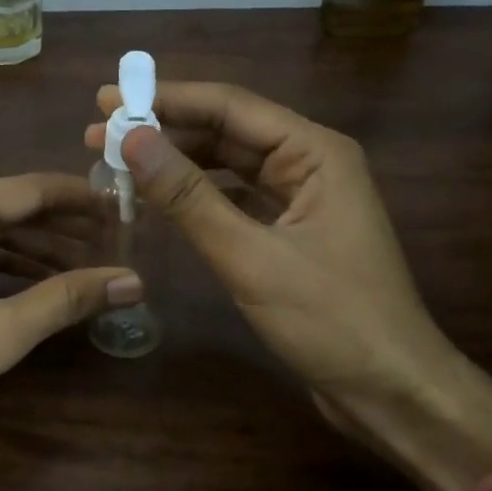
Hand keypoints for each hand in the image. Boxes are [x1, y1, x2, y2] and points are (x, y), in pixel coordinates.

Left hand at [0, 175, 138, 490]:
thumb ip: (65, 300)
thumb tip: (134, 280)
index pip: (34, 189)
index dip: (85, 201)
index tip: (130, 212)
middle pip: (14, 209)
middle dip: (65, 231)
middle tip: (119, 249)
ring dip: (38, 252)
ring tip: (90, 271)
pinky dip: (4, 268)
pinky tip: (37, 289)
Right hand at [85, 81, 491, 490]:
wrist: (391, 391)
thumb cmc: (332, 321)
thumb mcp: (251, 257)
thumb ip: (189, 197)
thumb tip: (132, 139)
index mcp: (315, 152)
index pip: (230, 106)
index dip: (166, 99)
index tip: (106, 99)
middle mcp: (310, 163)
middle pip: (227, 131)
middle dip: (164, 130)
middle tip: (100, 134)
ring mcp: (302, 199)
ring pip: (228, 165)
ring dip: (176, 162)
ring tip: (119, 161)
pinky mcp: (291, 232)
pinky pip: (235, 198)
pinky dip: (196, 196)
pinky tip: (159, 198)